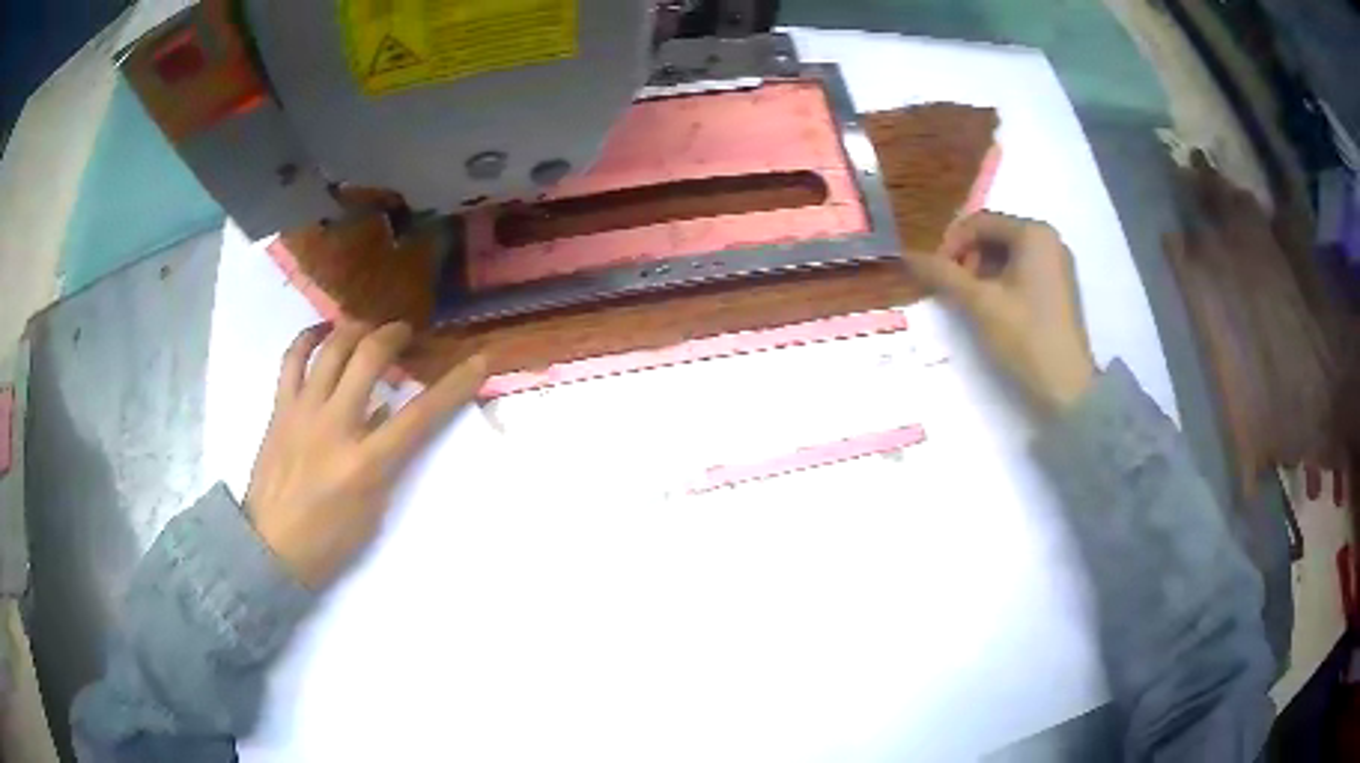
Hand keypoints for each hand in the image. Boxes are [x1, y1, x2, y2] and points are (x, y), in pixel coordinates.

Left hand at [245, 322, 487, 588]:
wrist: (271, 548)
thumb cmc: (329, 541)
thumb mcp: (372, 509)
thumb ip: (384, 459)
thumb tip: (385, 414)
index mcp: (366, 464)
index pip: (421, 414)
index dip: (455, 384)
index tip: (478, 360)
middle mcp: (335, 427)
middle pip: (370, 358)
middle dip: (394, 335)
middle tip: (404, 334)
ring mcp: (303, 412)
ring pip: (332, 348)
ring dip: (356, 329)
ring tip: (367, 329)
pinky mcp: (280, 408)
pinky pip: (292, 359)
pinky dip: (309, 338)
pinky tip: (322, 332)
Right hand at [903, 211, 1095, 413]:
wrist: (1067, 389)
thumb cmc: (1025, 338)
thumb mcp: (979, 304)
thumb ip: (942, 275)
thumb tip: (907, 256)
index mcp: (1033, 233)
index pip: (979, 222)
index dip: (951, 245)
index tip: (935, 275)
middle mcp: (1049, 239)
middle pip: (994, 235)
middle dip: (967, 258)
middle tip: (952, 290)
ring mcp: (1058, 263)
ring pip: (1007, 254)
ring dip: (982, 271)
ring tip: (970, 301)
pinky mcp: (1060, 286)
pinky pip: (1023, 270)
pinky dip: (1001, 281)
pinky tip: (992, 307)